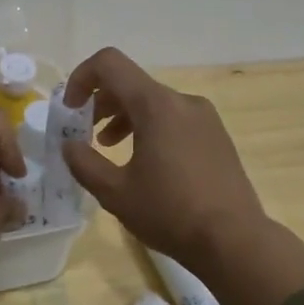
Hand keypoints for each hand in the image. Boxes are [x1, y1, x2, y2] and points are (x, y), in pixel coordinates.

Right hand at [61, 48, 303, 304]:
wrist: (234, 240)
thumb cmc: (169, 213)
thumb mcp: (115, 193)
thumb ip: (84, 163)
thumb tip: (69, 145)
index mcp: (156, 105)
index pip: (110, 64)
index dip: (81, 78)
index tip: (70, 109)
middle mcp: (183, 101)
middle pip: (132, 83)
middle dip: (101, 103)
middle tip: (84, 133)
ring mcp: (205, 118)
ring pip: (154, 102)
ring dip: (124, 117)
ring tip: (109, 148)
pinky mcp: (216, 136)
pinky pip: (174, 118)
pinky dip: (150, 128)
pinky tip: (144, 162)